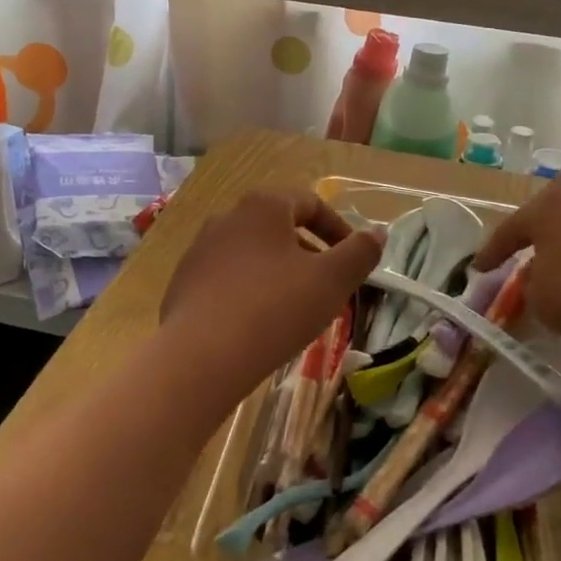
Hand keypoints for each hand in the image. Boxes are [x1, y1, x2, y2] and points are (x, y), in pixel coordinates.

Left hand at [162, 190, 382, 390]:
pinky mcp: (183, 282)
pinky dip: (250, 291)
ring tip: (295, 308)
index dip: (339, 229)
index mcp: (263, 206)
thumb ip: (359, 253)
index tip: (353, 260)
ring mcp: (199, 250)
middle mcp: (227, 217)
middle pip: (279, 227)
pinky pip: (227, 278)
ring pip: (252, 253)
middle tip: (328, 287)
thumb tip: (377, 232)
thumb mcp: (331, 281)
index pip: (310, 203)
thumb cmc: (274, 309)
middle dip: (309, 253)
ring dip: (279, 272)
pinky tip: (258, 324)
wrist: (199, 358)